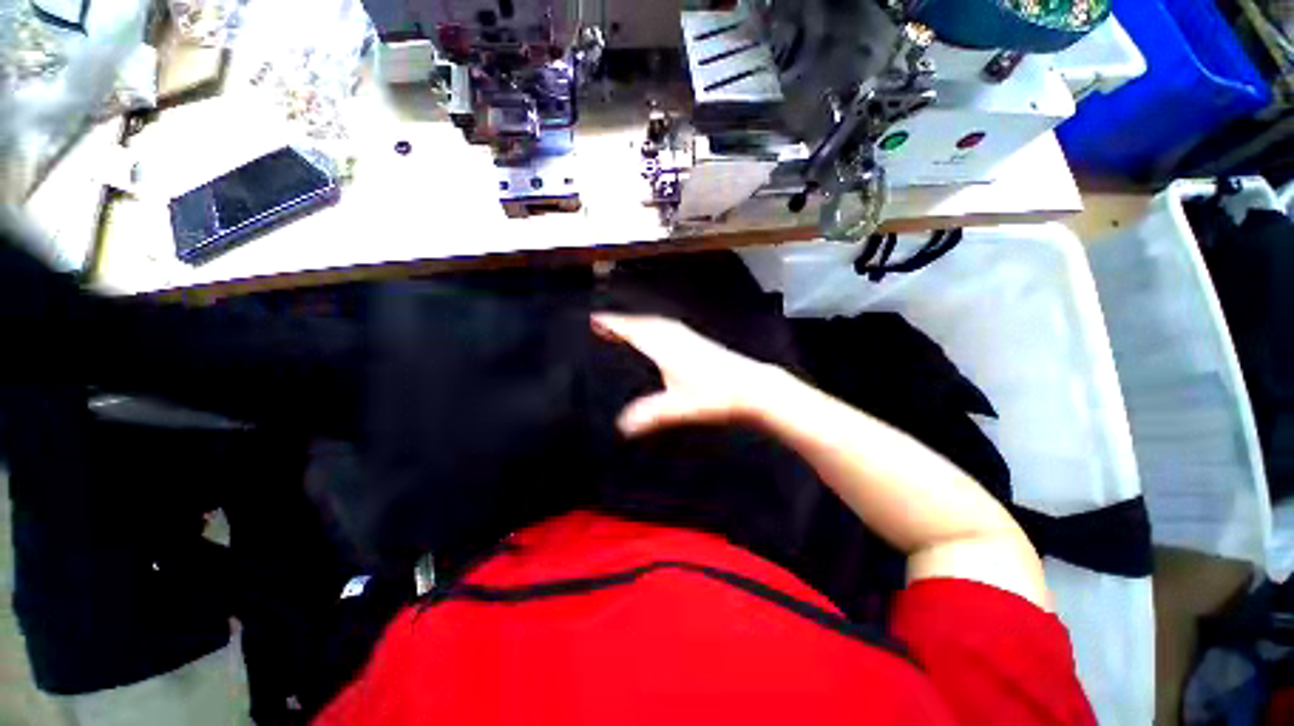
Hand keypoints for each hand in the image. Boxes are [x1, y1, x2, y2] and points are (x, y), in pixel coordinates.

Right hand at [591, 313, 784, 436]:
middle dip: (622, 322)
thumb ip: (650, 415)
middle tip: (602, 324)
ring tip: (624, 327)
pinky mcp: (698, 342)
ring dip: (638, 323)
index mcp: (666, 347)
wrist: (753, 387)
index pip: (634, 331)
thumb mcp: (680, 408)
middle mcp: (675, 337)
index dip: (613, 325)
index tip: (594, 319)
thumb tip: (622, 426)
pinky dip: (653, 327)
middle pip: (643, 323)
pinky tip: (656, 335)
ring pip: (656, 323)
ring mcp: (689, 337)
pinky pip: (667, 327)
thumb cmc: (716, 396)